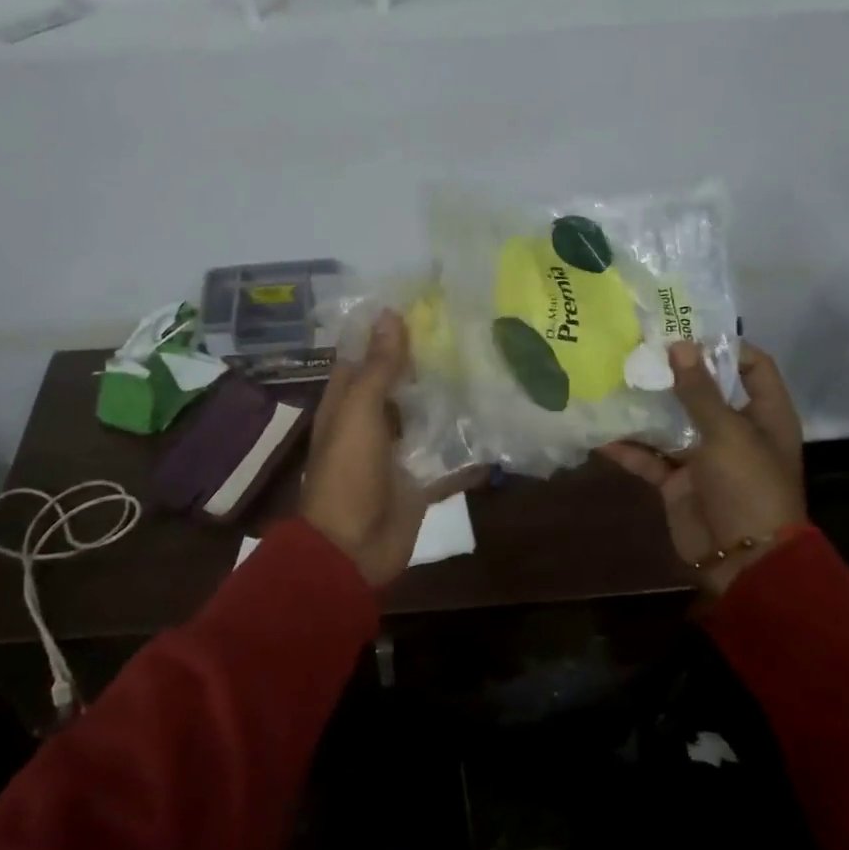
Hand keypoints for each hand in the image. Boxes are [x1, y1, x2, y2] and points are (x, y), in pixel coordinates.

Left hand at [302, 310, 470, 588]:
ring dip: (453, 398)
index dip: (390, 328)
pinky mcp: (422, 478)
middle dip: (431, 359)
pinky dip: (470, 446)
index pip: (367, 353)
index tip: (427, 299)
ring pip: (429, 416)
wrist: (352, 550)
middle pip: (403, 382)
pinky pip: (449, 457)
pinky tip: (500, 423)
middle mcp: (373, 420)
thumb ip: (378, 367)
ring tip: (494, 364)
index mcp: (348, 400)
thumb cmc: (348, 474)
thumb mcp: (359, 413)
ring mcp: (399, 451)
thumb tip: (389, 314)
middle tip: (473, 328)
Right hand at [598, 339, 806, 597]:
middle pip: (703, 390)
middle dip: (671, 372)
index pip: (751, 365)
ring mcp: (703, 455)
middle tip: (634, 348)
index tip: (683, 329)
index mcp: (764, 414)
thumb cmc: (748, 487)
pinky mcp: (677, 480)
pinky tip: (598, 434)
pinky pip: (648, 457)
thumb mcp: (727, 433)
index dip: (723, 345)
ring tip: (610, 379)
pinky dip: (627, 448)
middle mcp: (734, 429)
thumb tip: (679, 344)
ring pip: (670, 421)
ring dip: (644, 407)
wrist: (743, 560)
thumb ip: (699, 391)